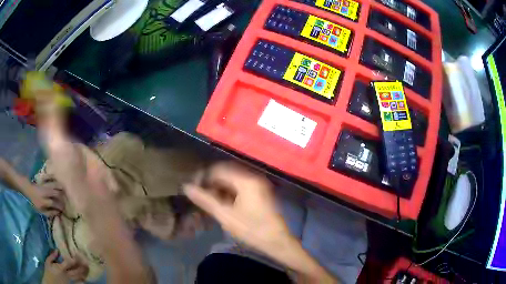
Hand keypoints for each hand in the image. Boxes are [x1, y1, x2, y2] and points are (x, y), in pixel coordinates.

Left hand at [27, 182, 63, 216]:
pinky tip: (58, 183)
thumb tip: (58, 213)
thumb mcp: (41, 211)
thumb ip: (49, 212)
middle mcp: (45, 192)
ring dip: (60, 188)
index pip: (55, 203)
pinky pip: (51, 178)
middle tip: (65, 202)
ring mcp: (45, 185)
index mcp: (44, 201)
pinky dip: (55, 180)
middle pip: (57, 194)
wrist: (27, 189)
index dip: (61, 207)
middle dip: (62, 198)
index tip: (64, 210)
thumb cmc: (34, 202)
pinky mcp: (44, 180)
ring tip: (64, 192)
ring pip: (55, 185)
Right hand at [42, 250, 88, 283]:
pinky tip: (85, 278)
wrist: (51, 283)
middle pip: (76, 271)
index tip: (78, 254)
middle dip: (82, 267)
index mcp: (61, 268)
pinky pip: (77, 282)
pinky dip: (81, 280)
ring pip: (78, 277)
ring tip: (88, 269)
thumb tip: (57, 250)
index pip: (69, 263)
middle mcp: (67, 274)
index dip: (74, 259)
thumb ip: (52, 256)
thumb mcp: (48, 262)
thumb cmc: (48, 272)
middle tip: (86, 262)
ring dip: (83, 273)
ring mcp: (69, 280)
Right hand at [183, 161, 293, 255]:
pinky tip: (222, 205)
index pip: (219, 170)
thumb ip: (205, 200)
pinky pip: (240, 188)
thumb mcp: (225, 215)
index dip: (204, 177)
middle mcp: (253, 178)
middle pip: (226, 174)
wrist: (277, 241)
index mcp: (246, 180)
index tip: (193, 188)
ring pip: (233, 182)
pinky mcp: (260, 193)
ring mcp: (258, 185)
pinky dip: (229, 194)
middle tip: (200, 197)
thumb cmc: (251, 229)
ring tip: (209, 203)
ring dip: (219, 190)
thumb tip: (187, 187)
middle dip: (211, 184)